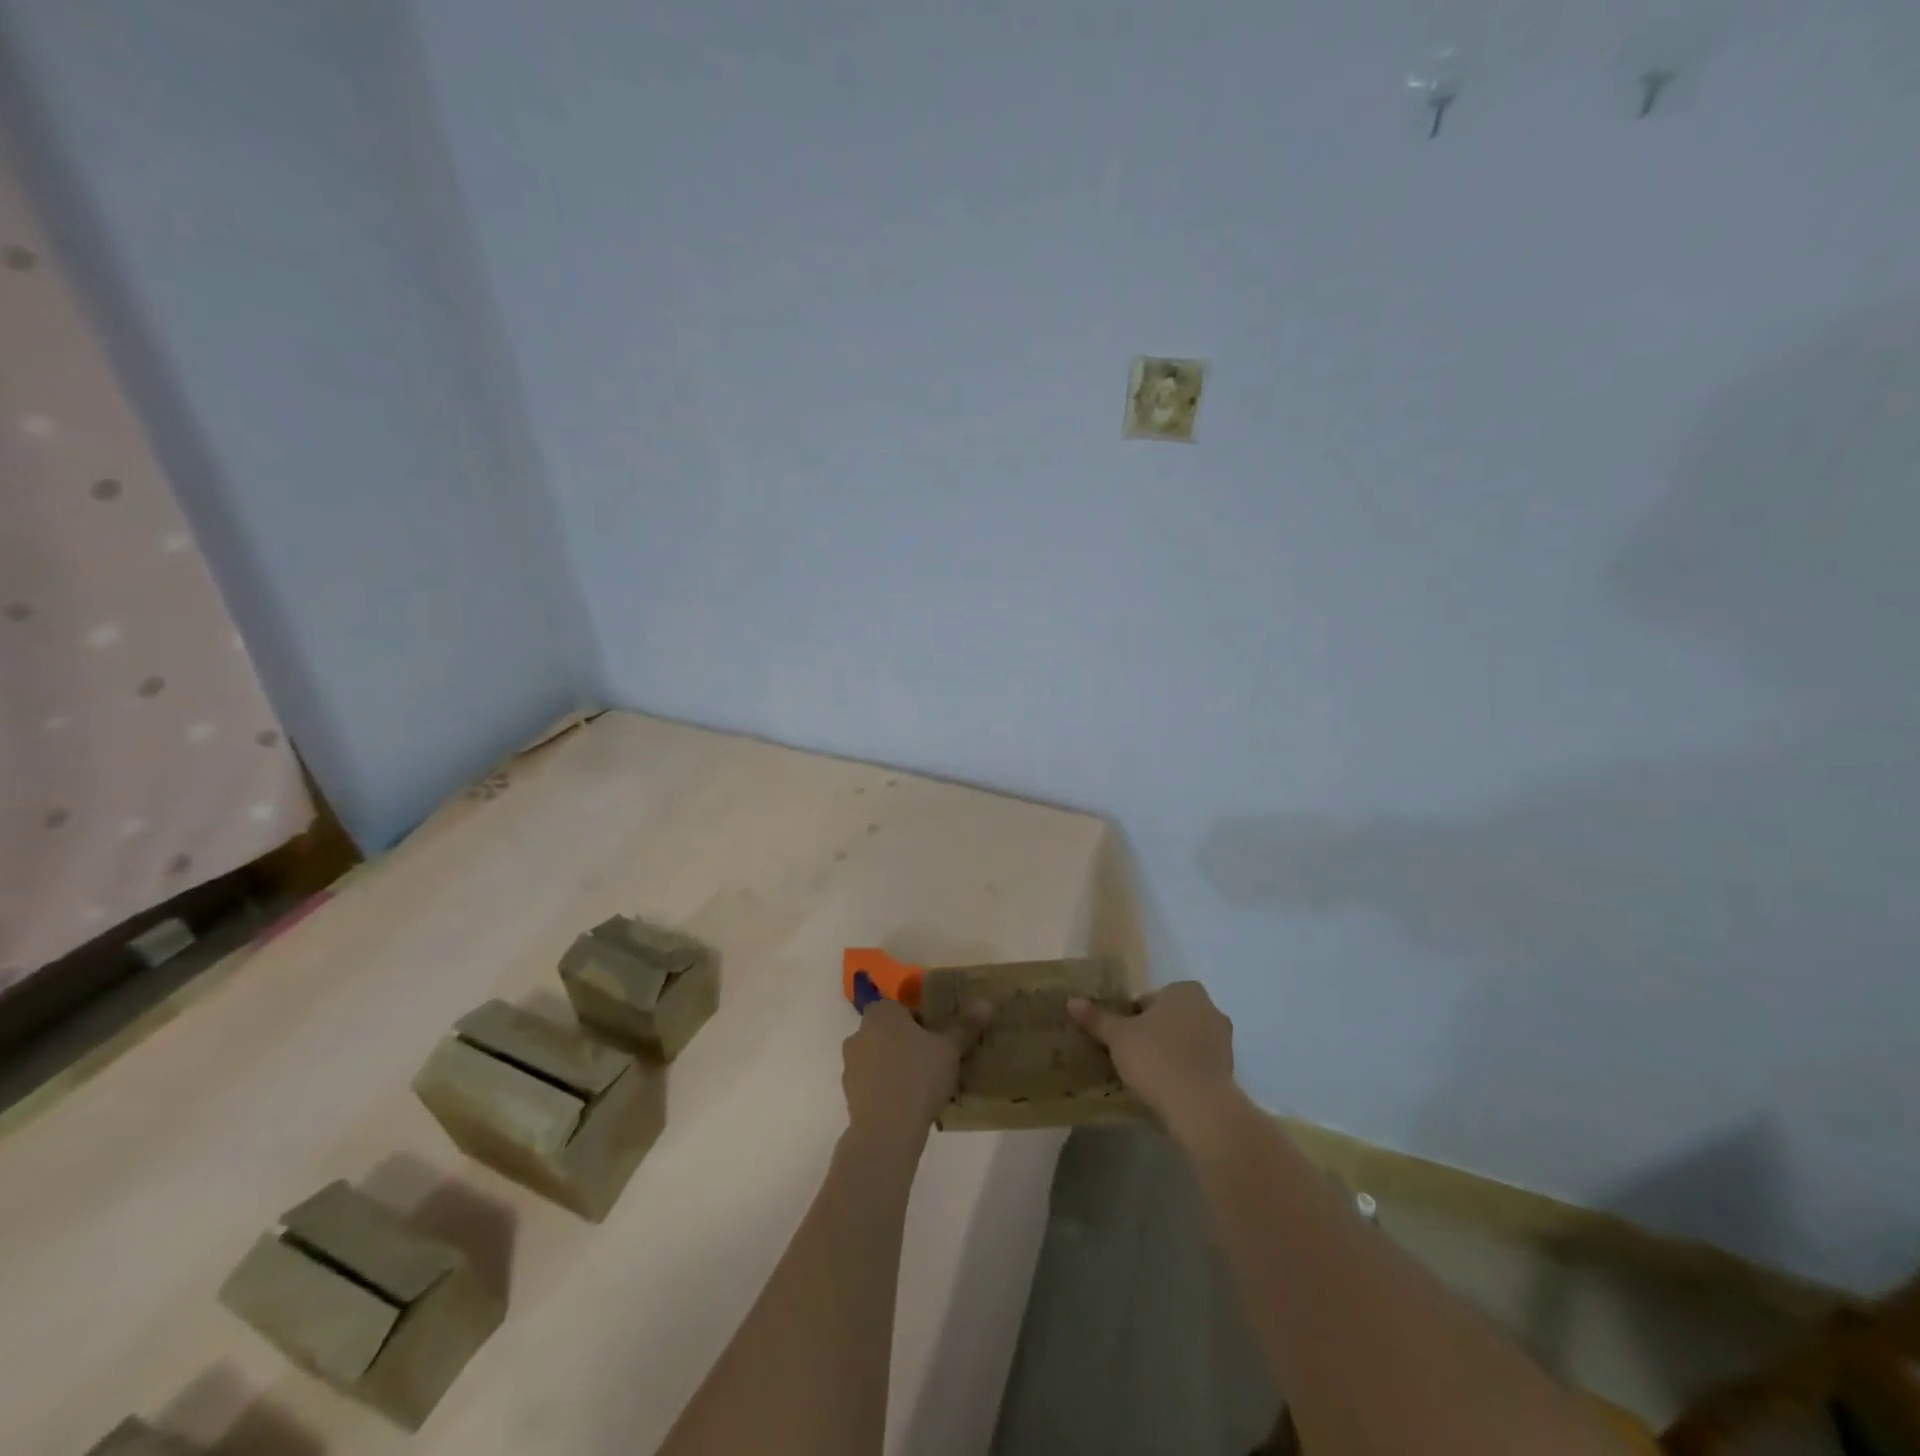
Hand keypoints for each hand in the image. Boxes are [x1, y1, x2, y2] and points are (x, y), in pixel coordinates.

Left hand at [842, 998, 986, 1140]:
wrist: (886, 1130)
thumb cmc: (919, 1077)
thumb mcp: (950, 1049)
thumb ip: (966, 1025)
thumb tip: (987, 1002)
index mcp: (882, 1012)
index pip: (903, 1008)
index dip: (922, 1022)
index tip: (938, 1041)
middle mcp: (860, 1032)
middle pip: (890, 1031)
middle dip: (908, 1043)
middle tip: (934, 1061)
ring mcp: (850, 1063)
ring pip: (879, 1057)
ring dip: (896, 1065)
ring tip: (922, 1086)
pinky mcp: (848, 1092)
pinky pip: (872, 1081)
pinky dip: (886, 1087)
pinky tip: (907, 1103)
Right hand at [1068, 981, 1238, 1135]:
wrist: (1201, 1107)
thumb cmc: (1157, 1058)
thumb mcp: (1118, 1037)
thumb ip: (1096, 1018)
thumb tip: (1071, 1000)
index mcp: (1184, 990)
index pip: (1148, 1000)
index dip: (1130, 1018)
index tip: (1120, 1040)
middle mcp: (1208, 1008)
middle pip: (1168, 1018)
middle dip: (1151, 1034)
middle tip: (1130, 1057)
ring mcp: (1223, 1040)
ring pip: (1184, 1041)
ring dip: (1168, 1053)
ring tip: (1146, 1077)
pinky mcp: (1228, 1069)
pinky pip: (1197, 1064)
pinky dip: (1183, 1072)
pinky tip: (1166, 1090)